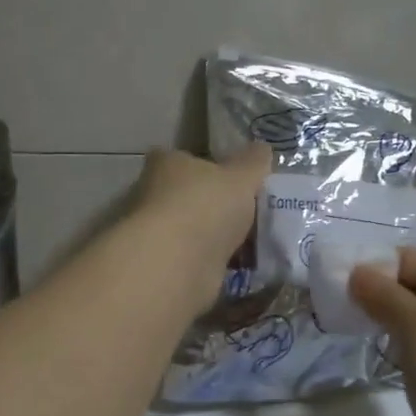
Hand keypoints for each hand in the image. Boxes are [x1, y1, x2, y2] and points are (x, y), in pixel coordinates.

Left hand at [128, 144, 271, 305]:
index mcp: (166, 164)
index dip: (208, 166)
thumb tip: (261, 149)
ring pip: (193, 231)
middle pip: (188, 196)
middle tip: (249, 214)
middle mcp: (153, 196)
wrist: (179, 264)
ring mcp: (157, 234)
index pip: (184, 158)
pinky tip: (240, 266)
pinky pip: (197, 260)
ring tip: (253, 242)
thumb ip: (254, 162)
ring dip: (216, 237)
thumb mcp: (242, 176)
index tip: (234, 179)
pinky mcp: (166, 266)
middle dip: (214, 206)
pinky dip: (215, 262)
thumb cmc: (206, 206)